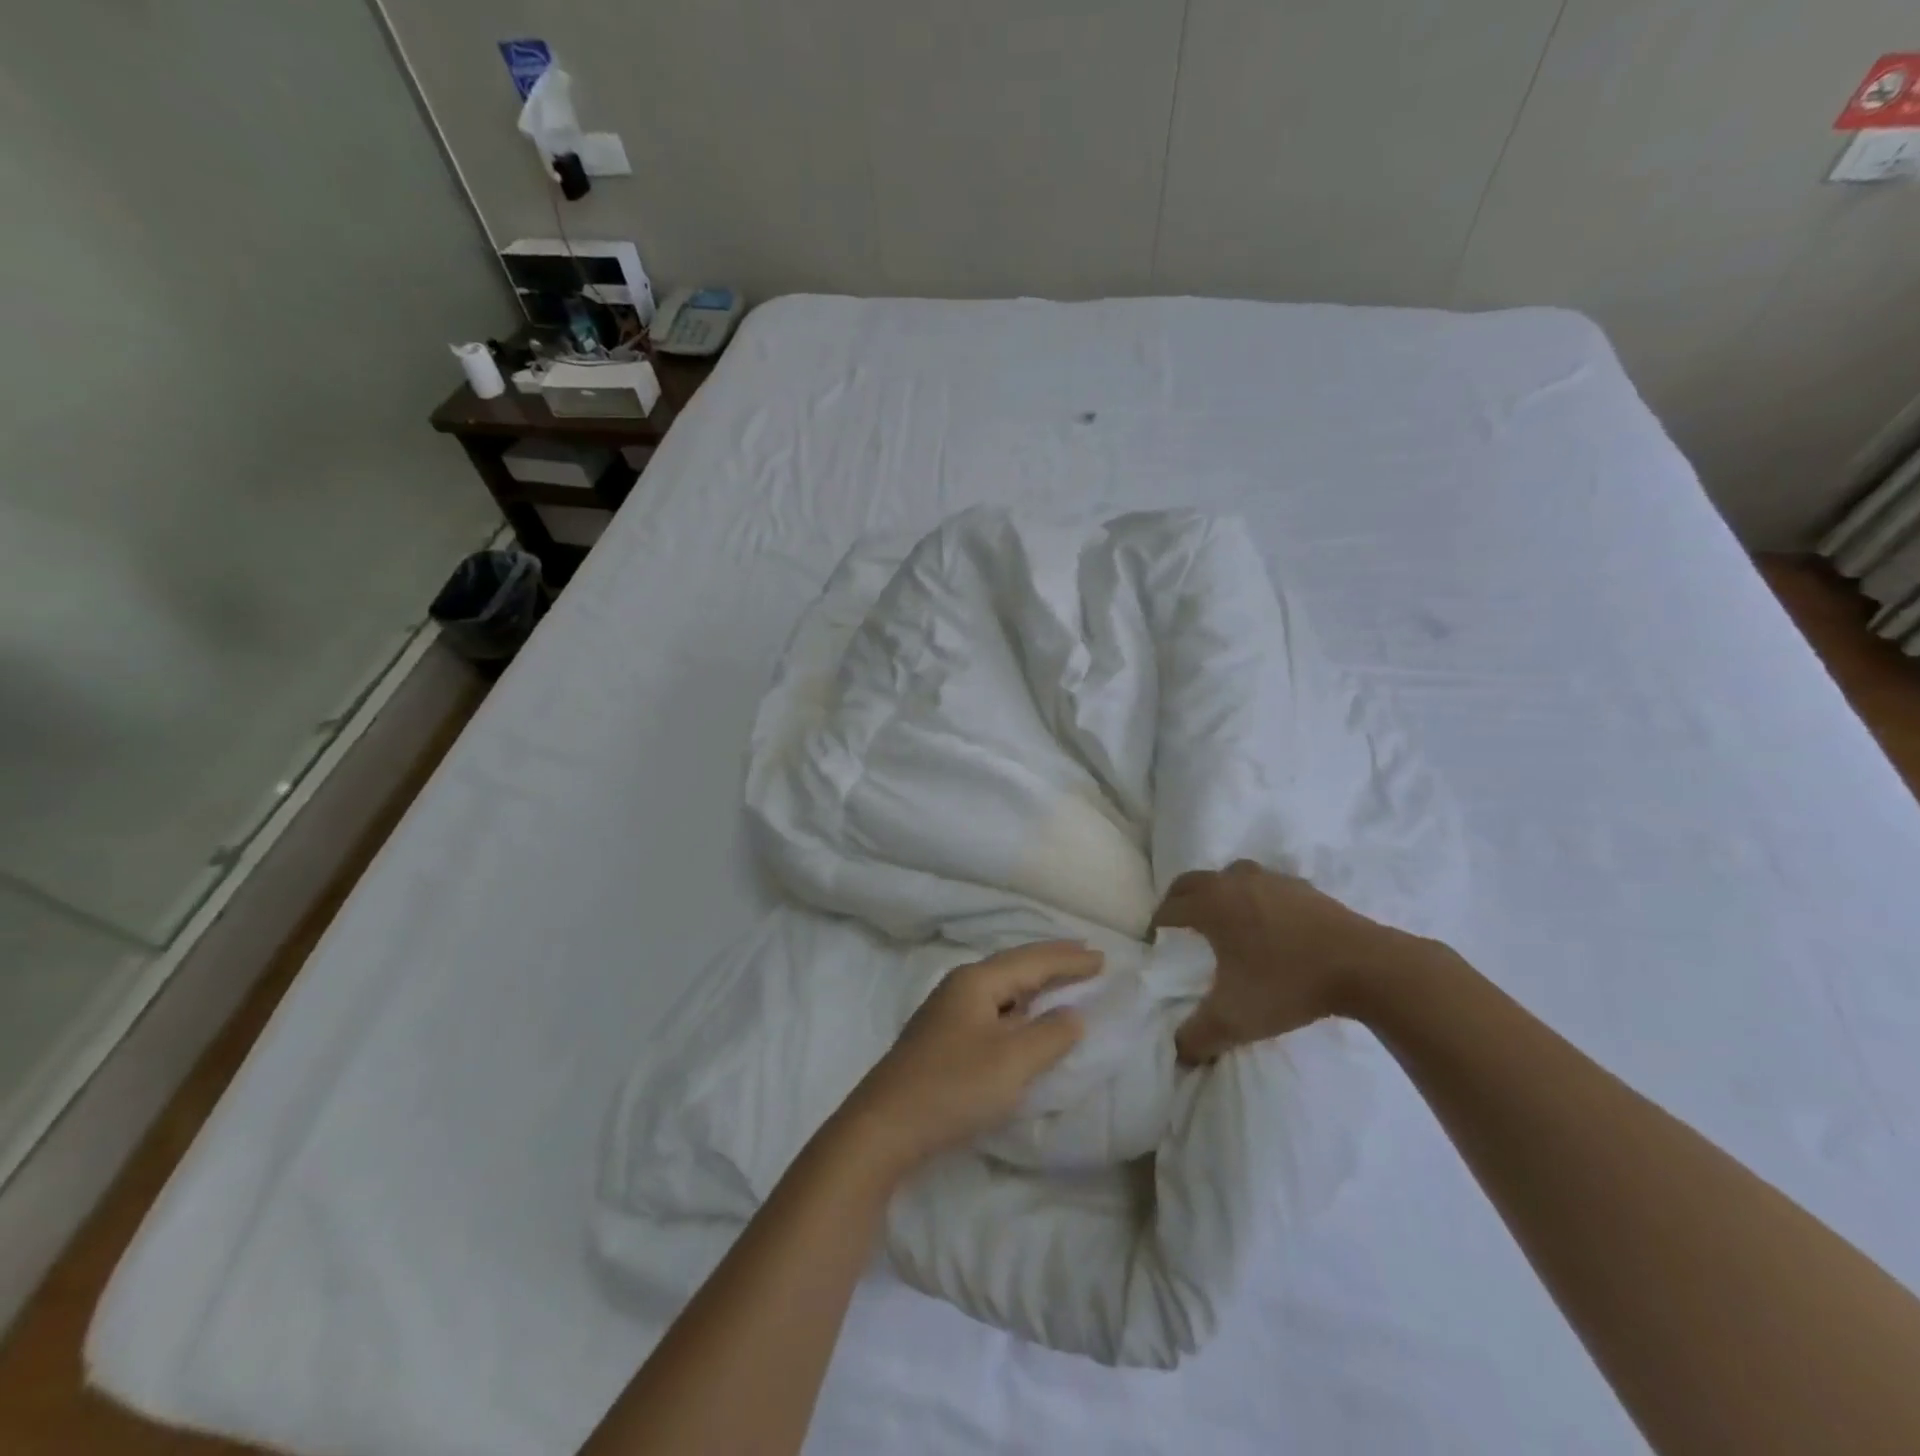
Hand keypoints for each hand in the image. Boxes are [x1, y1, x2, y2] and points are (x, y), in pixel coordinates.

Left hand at [837, 942, 1101, 1172]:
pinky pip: (992, 1008)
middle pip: (1014, 966)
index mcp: (976, 981)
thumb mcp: (1012, 1062)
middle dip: (1051, 962)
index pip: (1032, 961)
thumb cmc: (953, 1088)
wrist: (883, 1127)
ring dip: (1034, 983)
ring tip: (1062, 981)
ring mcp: (947, 1012)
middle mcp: (960, 986)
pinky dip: (1018, 1006)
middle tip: (1085, 957)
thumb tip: (1073, 1014)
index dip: (1069, 959)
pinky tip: (1024, 1017)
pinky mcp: (943, 1038)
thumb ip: (1050, 1034)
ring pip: (1002, 987)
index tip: (1103, 958)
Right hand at [1152, 860, 1417, 1063]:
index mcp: (1211, 905)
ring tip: (1222, 918)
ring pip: (1228, 876)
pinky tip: (1266, 922)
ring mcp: (1270, 879)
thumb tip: (1179, 1053)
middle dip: (1178, 899)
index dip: (1158, 924)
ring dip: (1217, 892)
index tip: (1156, 942)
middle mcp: (1233, 882)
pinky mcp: (1301, 887)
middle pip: (1191, 882)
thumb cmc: (1288, 984)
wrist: (1364, 966)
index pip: (1169, 907)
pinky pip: (1263, 884)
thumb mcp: (1235, 1020)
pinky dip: (1253, 896)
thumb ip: (1198, 1037)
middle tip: (1178, 923)